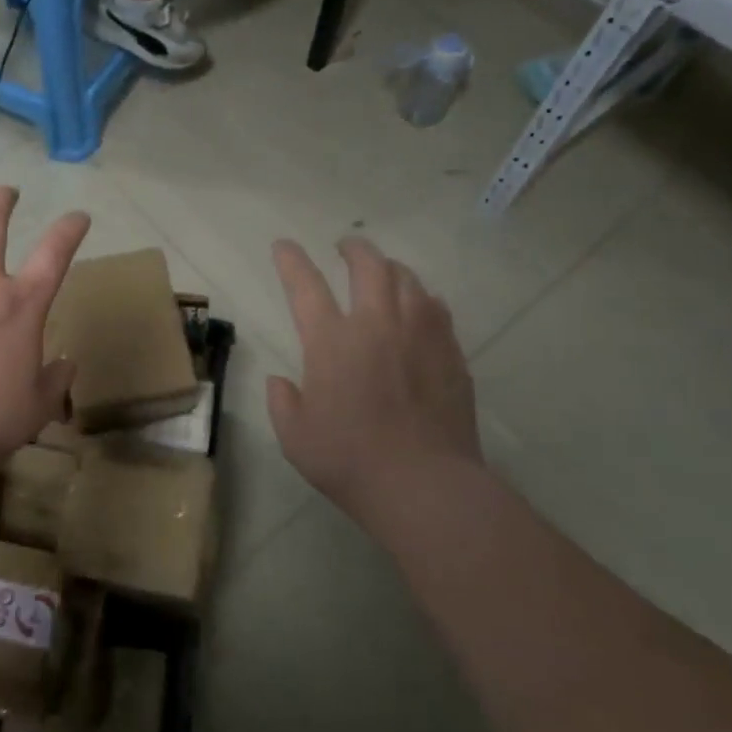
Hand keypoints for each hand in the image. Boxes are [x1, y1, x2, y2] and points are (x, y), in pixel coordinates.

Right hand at [267, 238, 481, 526]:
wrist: (425, 486)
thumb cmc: (350, 462)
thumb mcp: (295, 437)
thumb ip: (282, 402)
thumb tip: (281, 381)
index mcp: (331, 341)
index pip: (305, 284)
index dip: (291, 260)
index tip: (283, 245)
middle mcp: (376, 325)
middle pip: (368, 266)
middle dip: (353, 248)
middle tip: (345, 246)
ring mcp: (419, 335)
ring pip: (407, 279)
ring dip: (389, 267)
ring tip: (383, 271)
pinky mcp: (450, 353)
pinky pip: (436, 308)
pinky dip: (421, 297)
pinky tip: (419, 306)